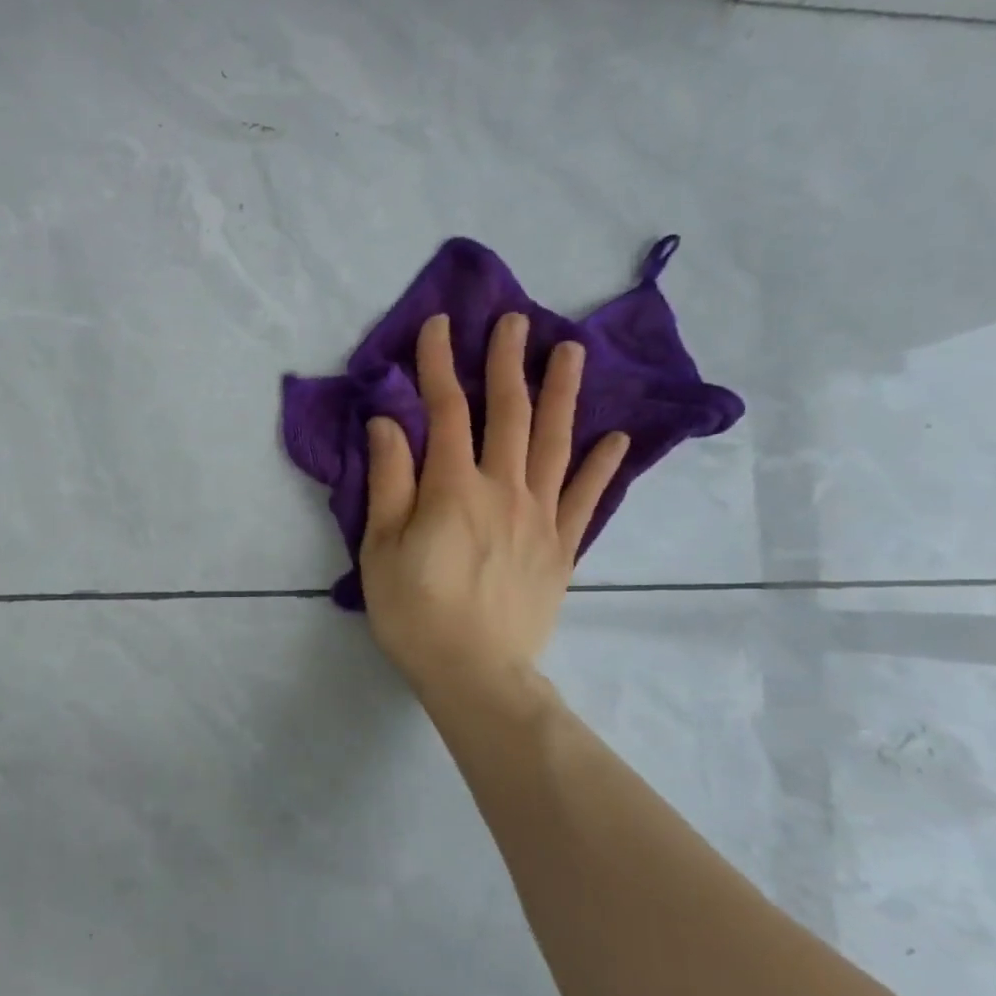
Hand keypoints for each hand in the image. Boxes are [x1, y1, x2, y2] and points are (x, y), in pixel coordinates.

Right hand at [360, 313, 627, 706]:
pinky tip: (614, 439)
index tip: (438, 325)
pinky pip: (586, 499)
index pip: (447, 412)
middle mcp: (504, 490)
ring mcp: (541, 518)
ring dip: (563, 395)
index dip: (440, 365)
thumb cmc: (414, 613)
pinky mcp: (562, 548)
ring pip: (555, 444)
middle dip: (509, 363)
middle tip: (516, 320)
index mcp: (453, 489)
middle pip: (509, 414)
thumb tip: (389, 422)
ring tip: (572, 352)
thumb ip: (389, 482)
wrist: (474, 674)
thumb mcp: (380, 549)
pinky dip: (601, 467)